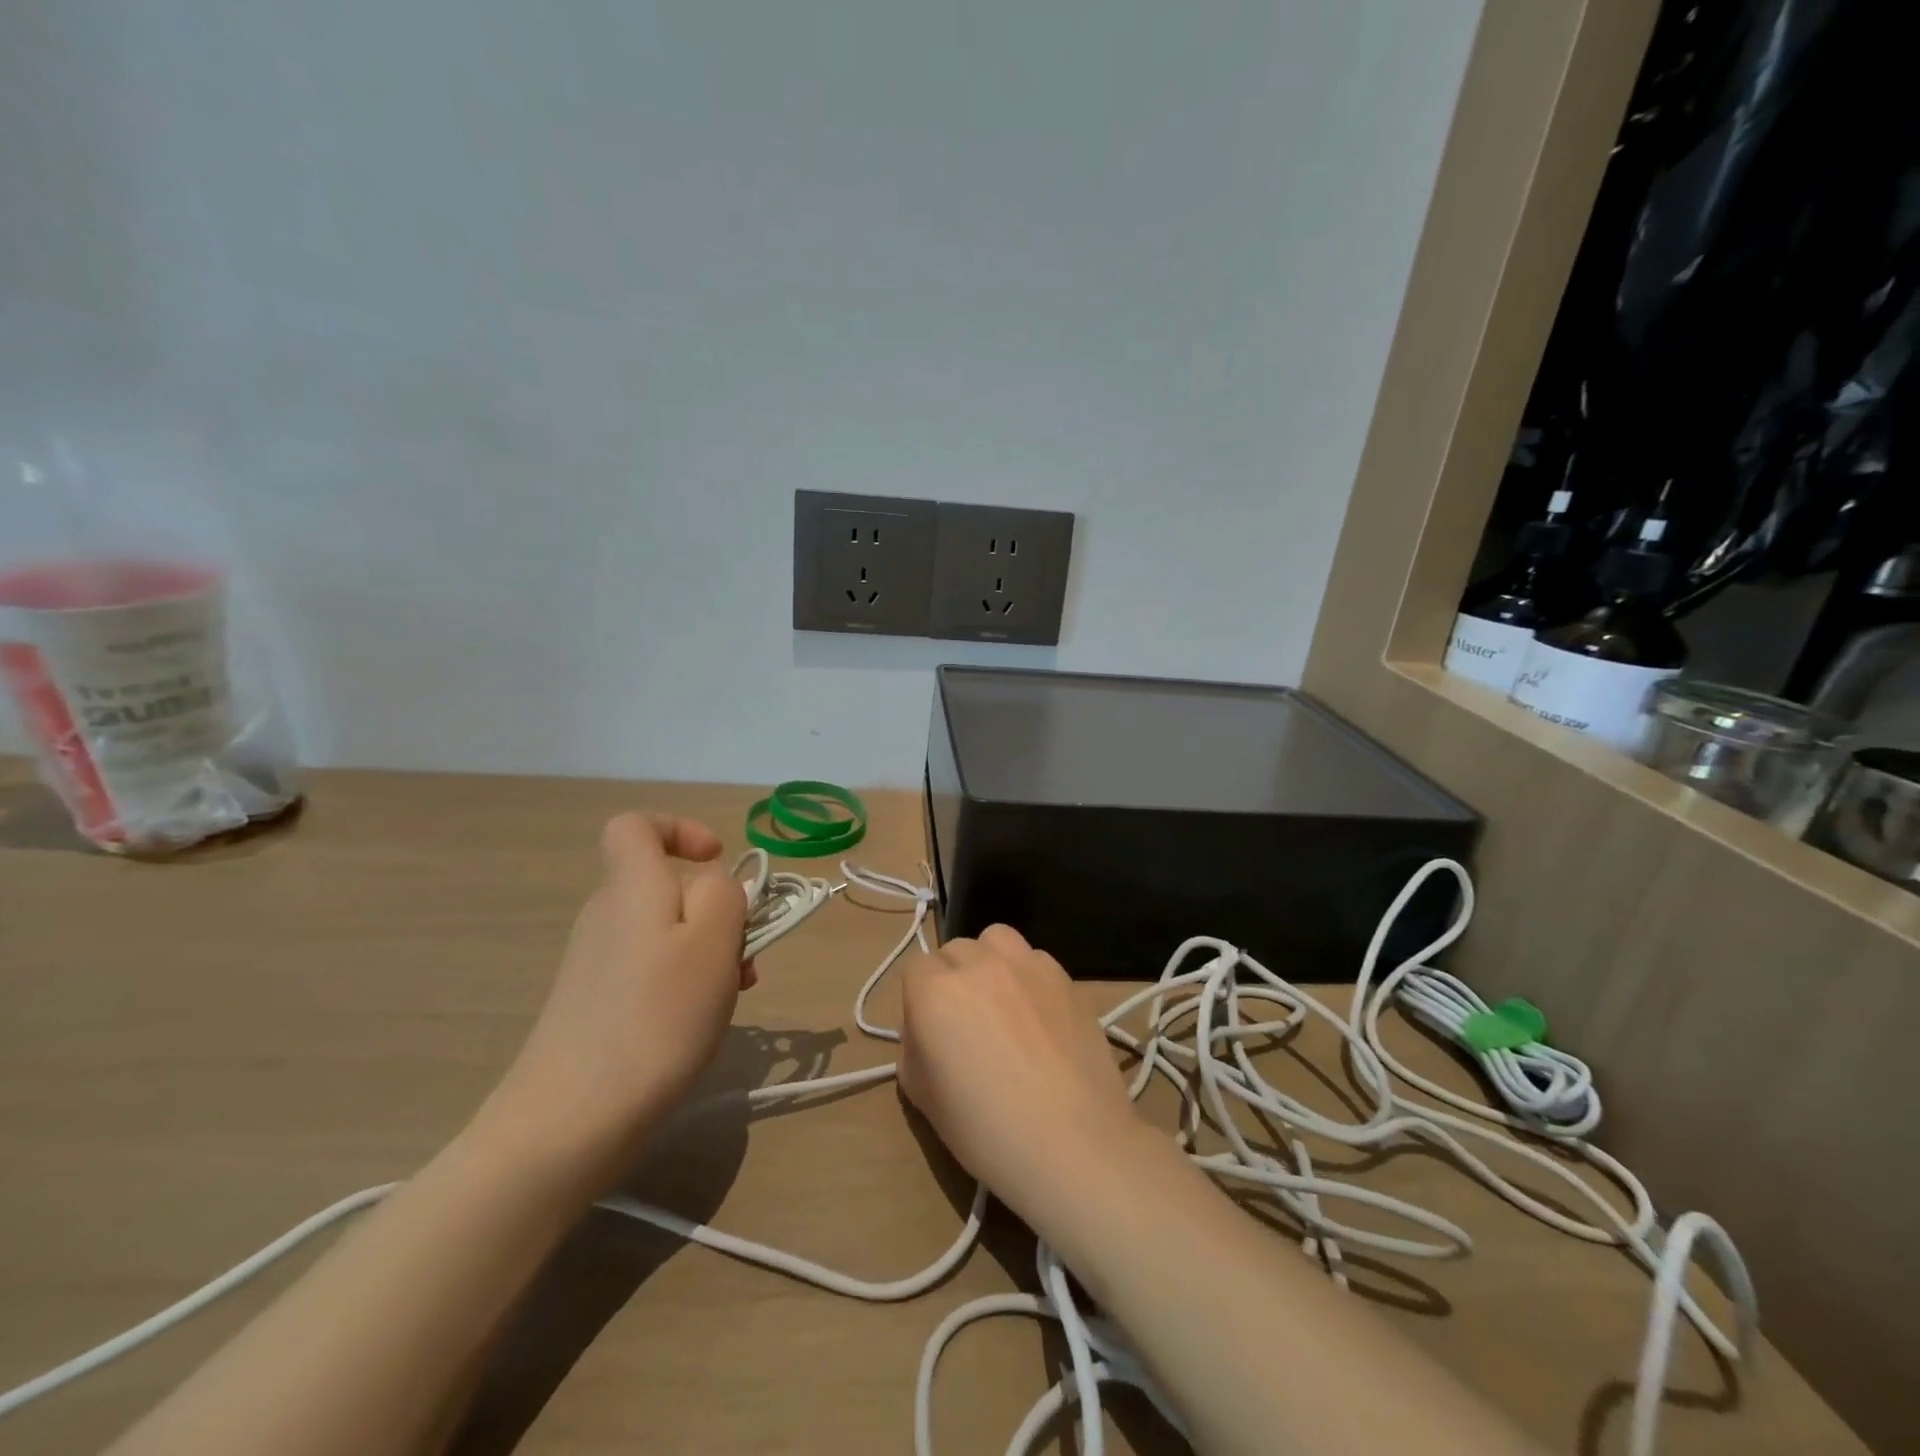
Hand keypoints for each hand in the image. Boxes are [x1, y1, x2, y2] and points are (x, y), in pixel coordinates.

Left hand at [483, 812, 749, 1186]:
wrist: (570, 1122)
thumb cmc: (656, 1017)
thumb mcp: (713, 942)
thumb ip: (724, 894)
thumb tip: (712, 886)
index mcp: (632, 887)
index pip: (634, 826)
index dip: (679, 829)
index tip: (716, 861)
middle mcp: (607, 914)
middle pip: (665, 885)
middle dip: (715, 908)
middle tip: (744, 953)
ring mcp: (596, 961)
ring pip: (665, 931)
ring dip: (708, 950)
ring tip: (732, 994)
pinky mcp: (594, 1002)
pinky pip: (650, 967)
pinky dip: (684, 980)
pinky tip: (700, 1021)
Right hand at [897, 924, 1154, 1233]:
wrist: (1072, 1143)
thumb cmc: (985, 1129)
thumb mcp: (922, 1096)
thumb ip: (914, 1047)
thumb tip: (927, 1030)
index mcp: (936, 991)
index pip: (915, 969)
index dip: (919, 999)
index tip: (930, 1031)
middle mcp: (979, 964)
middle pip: (955, 950)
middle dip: (953, 978)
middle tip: (966, 1021)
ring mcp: (1027, 964)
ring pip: (997, 940)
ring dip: (991, 961)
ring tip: (1002, 1001)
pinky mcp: (1065, 976)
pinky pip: (1036, 960)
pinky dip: (1029, 977)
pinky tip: (1039, 1015)